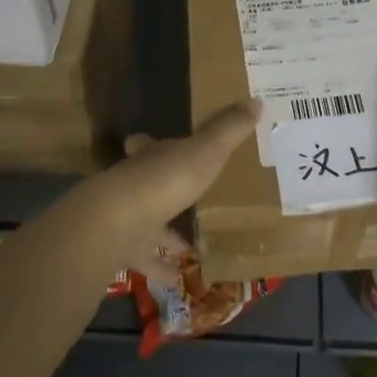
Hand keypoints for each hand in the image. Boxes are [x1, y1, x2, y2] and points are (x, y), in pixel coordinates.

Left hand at [78, 100, 260, 276]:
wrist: (120, 223)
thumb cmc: (166, 179)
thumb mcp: (207, 150)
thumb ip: (230, 129)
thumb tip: (256, 100)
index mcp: (152, 157)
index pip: (147, 144)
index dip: (150, 143)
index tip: (150, 142)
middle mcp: (135, 183)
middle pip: (147, 183)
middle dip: (164, 190)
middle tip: (187, 199)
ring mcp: (126, 217)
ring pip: (146, 222)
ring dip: (165, 233)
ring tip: (191, 244)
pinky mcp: (123, 249)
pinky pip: (146, 258)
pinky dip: (161, 267)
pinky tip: (178, 276)